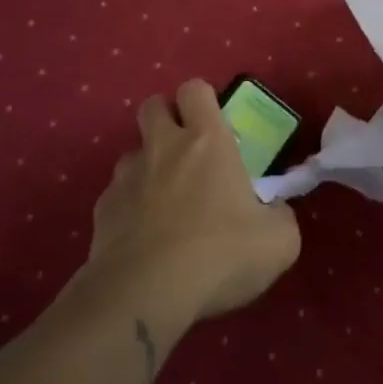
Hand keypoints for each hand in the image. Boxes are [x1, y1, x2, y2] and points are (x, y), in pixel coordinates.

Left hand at [86, 80, 300, 320]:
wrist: (147, 294)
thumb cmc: (220, 254)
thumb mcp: (279, 242)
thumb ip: (280, 216)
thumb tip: (274, 211)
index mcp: (207, 141)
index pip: (195, 89)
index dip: (203, 99)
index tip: (215, 123)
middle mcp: (163, 147)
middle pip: (152, 105)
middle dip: (166, 117)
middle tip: (186, 148)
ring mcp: (126, 177)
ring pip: (131, 151)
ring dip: (147, 164)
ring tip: (164, 198)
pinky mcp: (102, 210)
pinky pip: (116, 194)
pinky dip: (128, 206)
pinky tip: (142, 236)